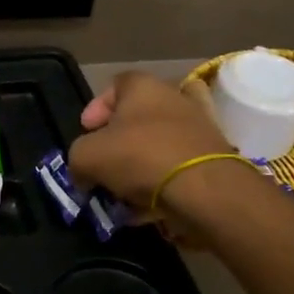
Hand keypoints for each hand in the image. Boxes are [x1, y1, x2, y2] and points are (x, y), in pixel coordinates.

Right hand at [68, 71, 234, 217]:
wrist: (205, 189)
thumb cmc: (140, 157)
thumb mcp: (87, 156)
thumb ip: (78, 159)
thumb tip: (83, 173)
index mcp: (143, 86)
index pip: (114, 86)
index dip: (96, 109)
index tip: (87, 132)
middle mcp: (175, 98)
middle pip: (139, 116)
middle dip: (119, 141)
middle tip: (105, 163)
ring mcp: (200, 127)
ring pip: (162, 142)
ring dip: (141, 165)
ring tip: (125, 191)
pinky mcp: (216, 157)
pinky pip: (180, 167)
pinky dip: (164, 183)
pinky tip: (147, 206)